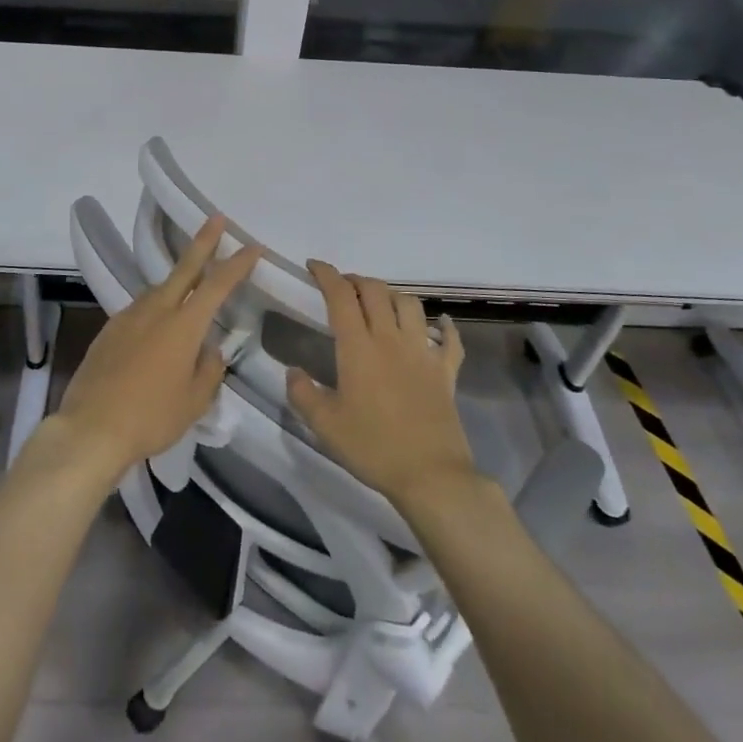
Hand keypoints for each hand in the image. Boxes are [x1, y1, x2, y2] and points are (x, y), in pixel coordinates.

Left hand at [46, 216, 262, 484]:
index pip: (217, 286)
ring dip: (177, 281)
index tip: (252, 247)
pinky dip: (155, 307)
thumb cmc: (151, 417)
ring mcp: (128, 317)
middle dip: (203, 242)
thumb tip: (210, 351)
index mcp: (183, 326)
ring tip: (190, 284)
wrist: (91, 428)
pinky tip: (156, 325)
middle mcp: (156, 311)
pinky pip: (139, 309)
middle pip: (184, 269)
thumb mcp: (194, 402)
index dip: (237, 264)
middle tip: (215, 219)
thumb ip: (208, 370)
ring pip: (159, 289)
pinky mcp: (108, 330)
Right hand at [284, 262, 474, 508]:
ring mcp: (422, 352)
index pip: (341, 296)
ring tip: (380, 302)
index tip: (314, 267)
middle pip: (375, 291)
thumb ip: (303, 394)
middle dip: (356, 280)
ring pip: (410, 304)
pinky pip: (450, 340)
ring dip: (392, 295)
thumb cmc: (372, 447)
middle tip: (343, 287)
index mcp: (358, 347)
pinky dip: (444, 327)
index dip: (327, 275)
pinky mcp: (446, 371)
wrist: (431, 475)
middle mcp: (391, 339)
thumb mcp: (324, 425)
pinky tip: (440, 325)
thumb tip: (292, 372)